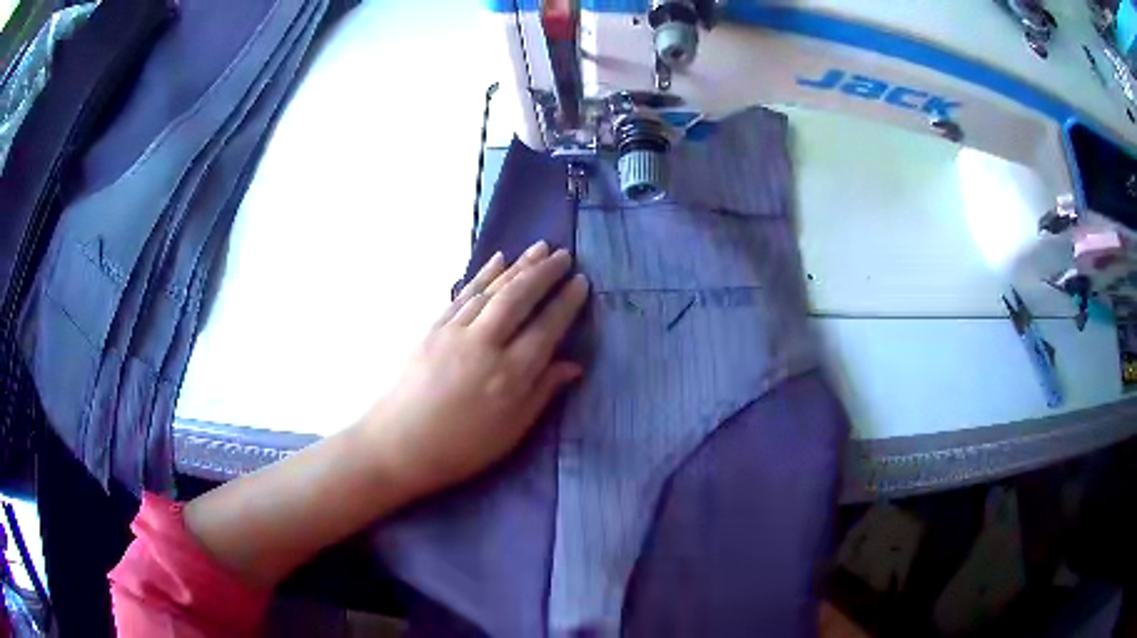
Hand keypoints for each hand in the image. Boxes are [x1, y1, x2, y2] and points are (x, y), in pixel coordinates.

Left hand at [365, 241, 588, 496]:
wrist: (397, 444)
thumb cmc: (461, 447)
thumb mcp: (511, 431)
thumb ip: (542, 393)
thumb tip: (573, 365)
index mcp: (509, 374)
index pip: (546, 329)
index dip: (566, 303)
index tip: (581, 282)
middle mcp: (485, 344)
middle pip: (519, 298)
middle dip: (544, 273)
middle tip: (564, 255)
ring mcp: (455, 332)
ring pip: (492, 290)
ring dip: (518, 266)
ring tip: (539, 248)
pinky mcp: (433, 328)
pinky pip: (463, 294)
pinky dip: (482, 274)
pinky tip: (497, 260)